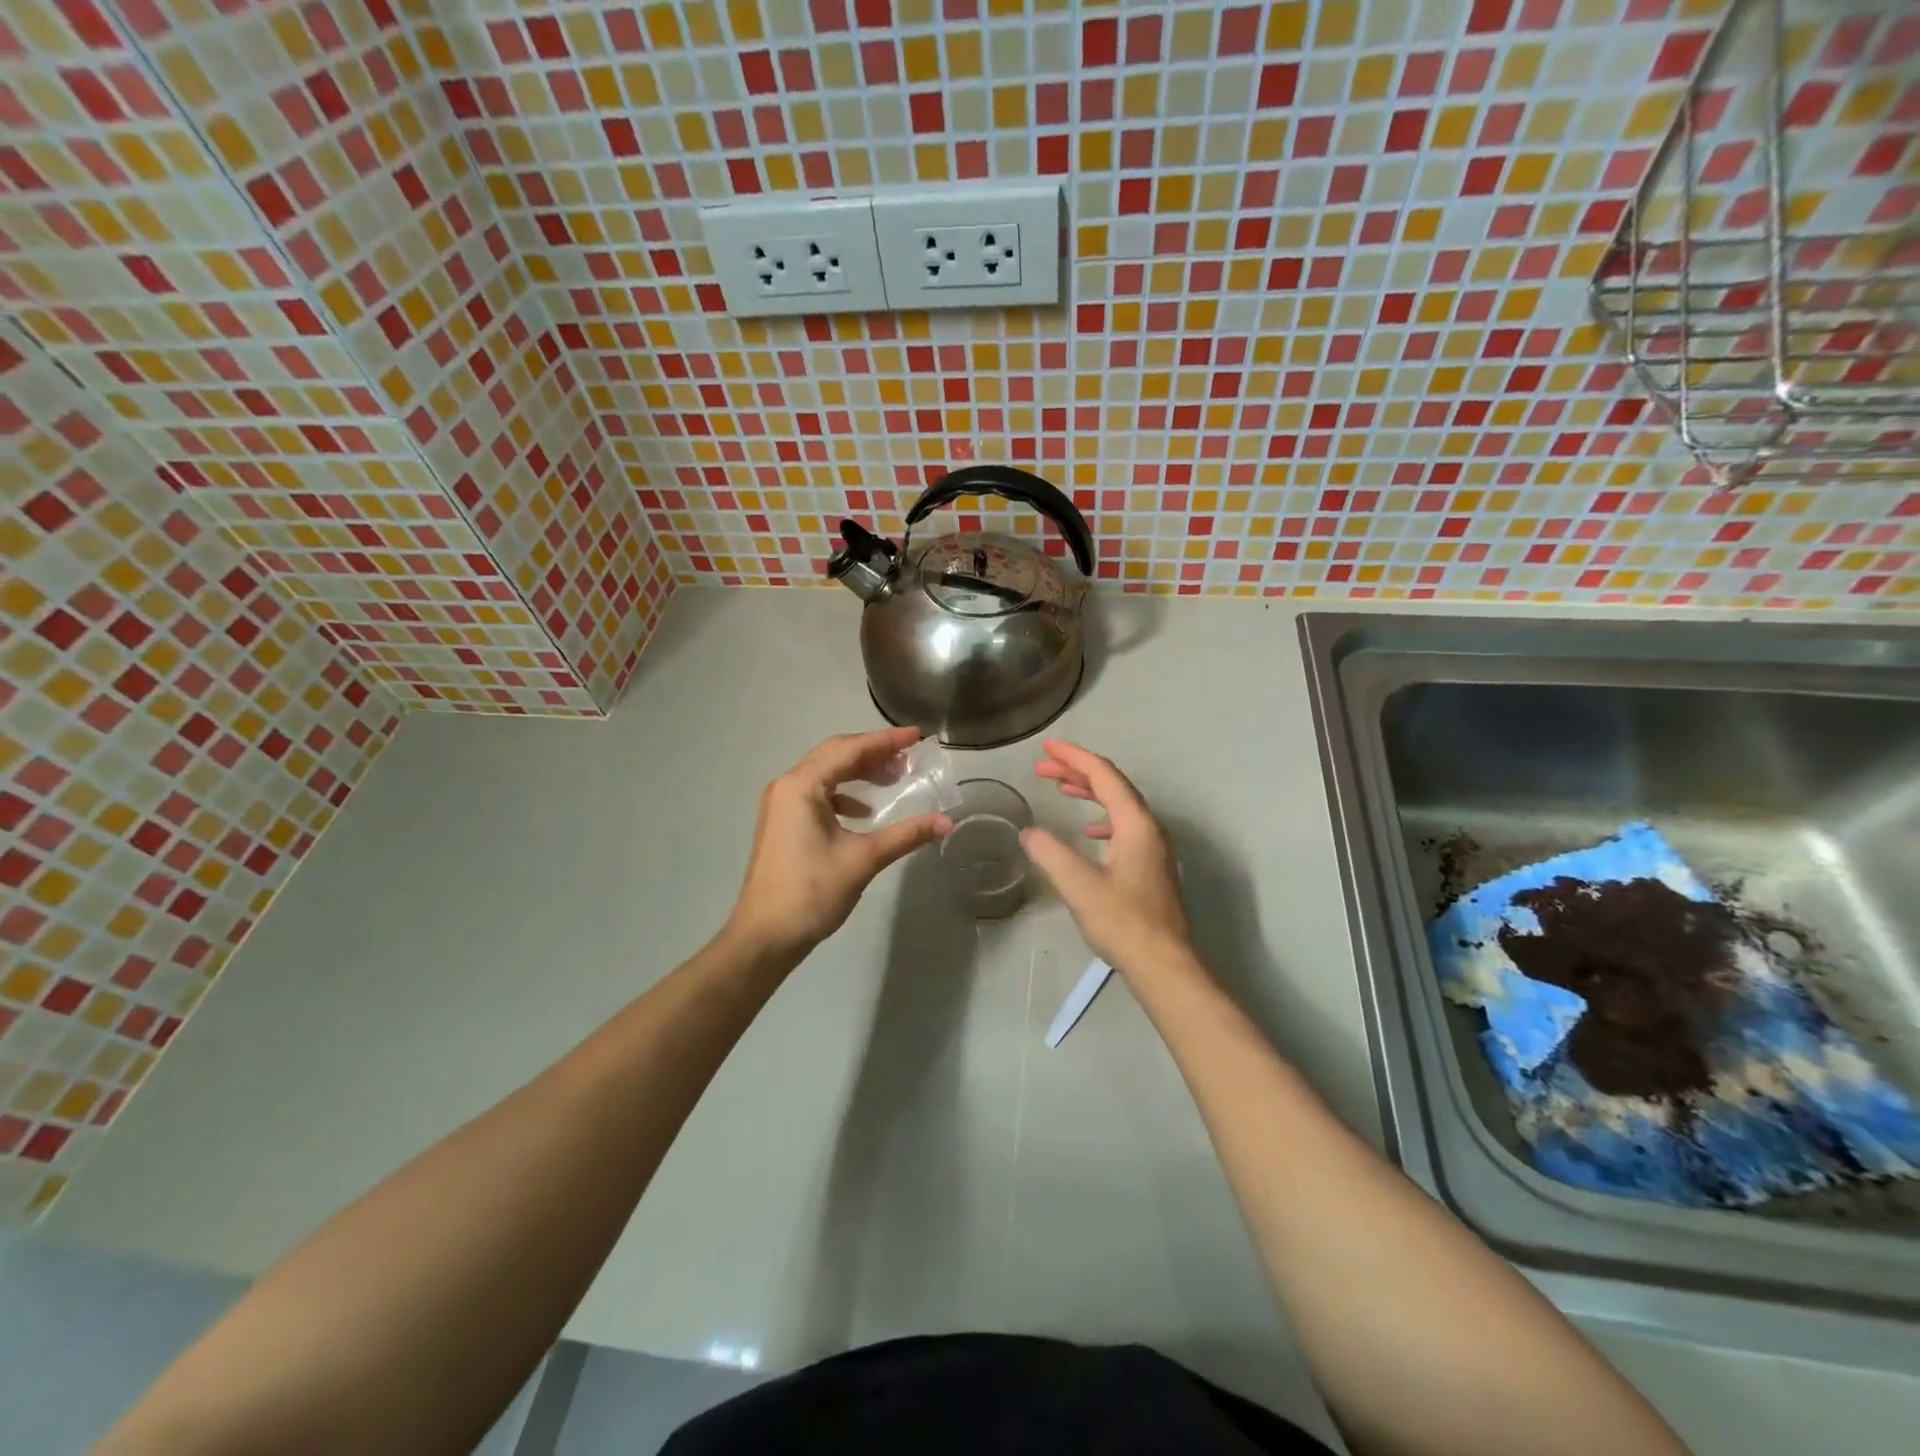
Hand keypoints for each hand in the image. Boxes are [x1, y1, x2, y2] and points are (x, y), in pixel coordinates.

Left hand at [727, 727, 949, 958]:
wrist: (765, 936)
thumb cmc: (812, 892)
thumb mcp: (864, 859)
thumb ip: (906, 835)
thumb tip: (947, 822)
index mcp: (802, 786)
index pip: (850, 749)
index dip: (886, 741)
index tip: (918, 736)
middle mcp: (787, 786)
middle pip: (835, 755)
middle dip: (874, 753)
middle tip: (909, 758)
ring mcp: (781, 805)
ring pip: (825, 774)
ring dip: (859, 772)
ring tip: (892, 779)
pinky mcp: (782, 823)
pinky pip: (817, 794)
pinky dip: (844, 794)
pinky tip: (864, 811)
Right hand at [1020, 740, 1193, 973]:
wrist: (1164, 965)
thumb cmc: (1123, 922)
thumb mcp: (1079, 886)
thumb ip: (1051, 853)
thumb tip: (1029, 832)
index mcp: (1136, 824)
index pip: (1104, 776)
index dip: (1074, 758)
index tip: (1047, 748)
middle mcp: (1149, 828)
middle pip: (1113, 786)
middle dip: (1078, 772)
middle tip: (1044, 766)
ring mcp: (1153, 848)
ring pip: (1119, 805)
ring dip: (1089, 792)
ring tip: (1060, 788)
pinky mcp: (1150, 866)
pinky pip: (1123, 826)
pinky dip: (1101, 817)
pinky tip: (1087, 830)